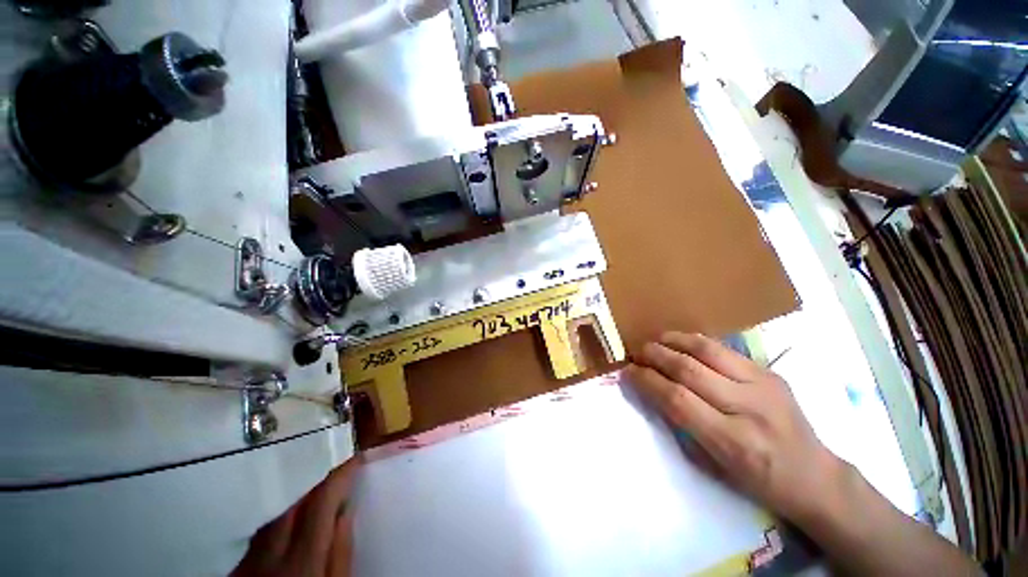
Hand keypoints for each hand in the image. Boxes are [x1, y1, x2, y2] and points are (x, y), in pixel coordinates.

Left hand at [232, 455, 361, 576]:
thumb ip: (340, 554)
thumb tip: (345, 511)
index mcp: (300, 562)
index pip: (321, 504)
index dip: (339, 477)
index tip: (356, 459)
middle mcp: (267, 558)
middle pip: (293, 509)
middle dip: (317, 490)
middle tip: (339, 482)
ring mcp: (246, 567)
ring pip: (273, 522)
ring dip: (297, 507)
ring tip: (317, 504)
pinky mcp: (235, 576)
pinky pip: (258, 540)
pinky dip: (278, 529)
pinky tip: (288, 534)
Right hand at [625, 333, 842, 525]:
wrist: (815, 476)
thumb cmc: (757, 480)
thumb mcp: (713, 466)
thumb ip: (680, 425)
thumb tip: (651, 390)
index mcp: (733, 441)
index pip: (677, 399)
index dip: (646, 381)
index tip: (628, 372)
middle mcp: (749, 408)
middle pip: (688, 370)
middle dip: (655, 356)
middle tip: (636, 354)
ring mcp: (763, 384)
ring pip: (706, 350)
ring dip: (672, 341)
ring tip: (653, 341)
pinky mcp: (769, 372)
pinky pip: (723, 349)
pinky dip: (693, 342)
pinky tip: (679, 342)